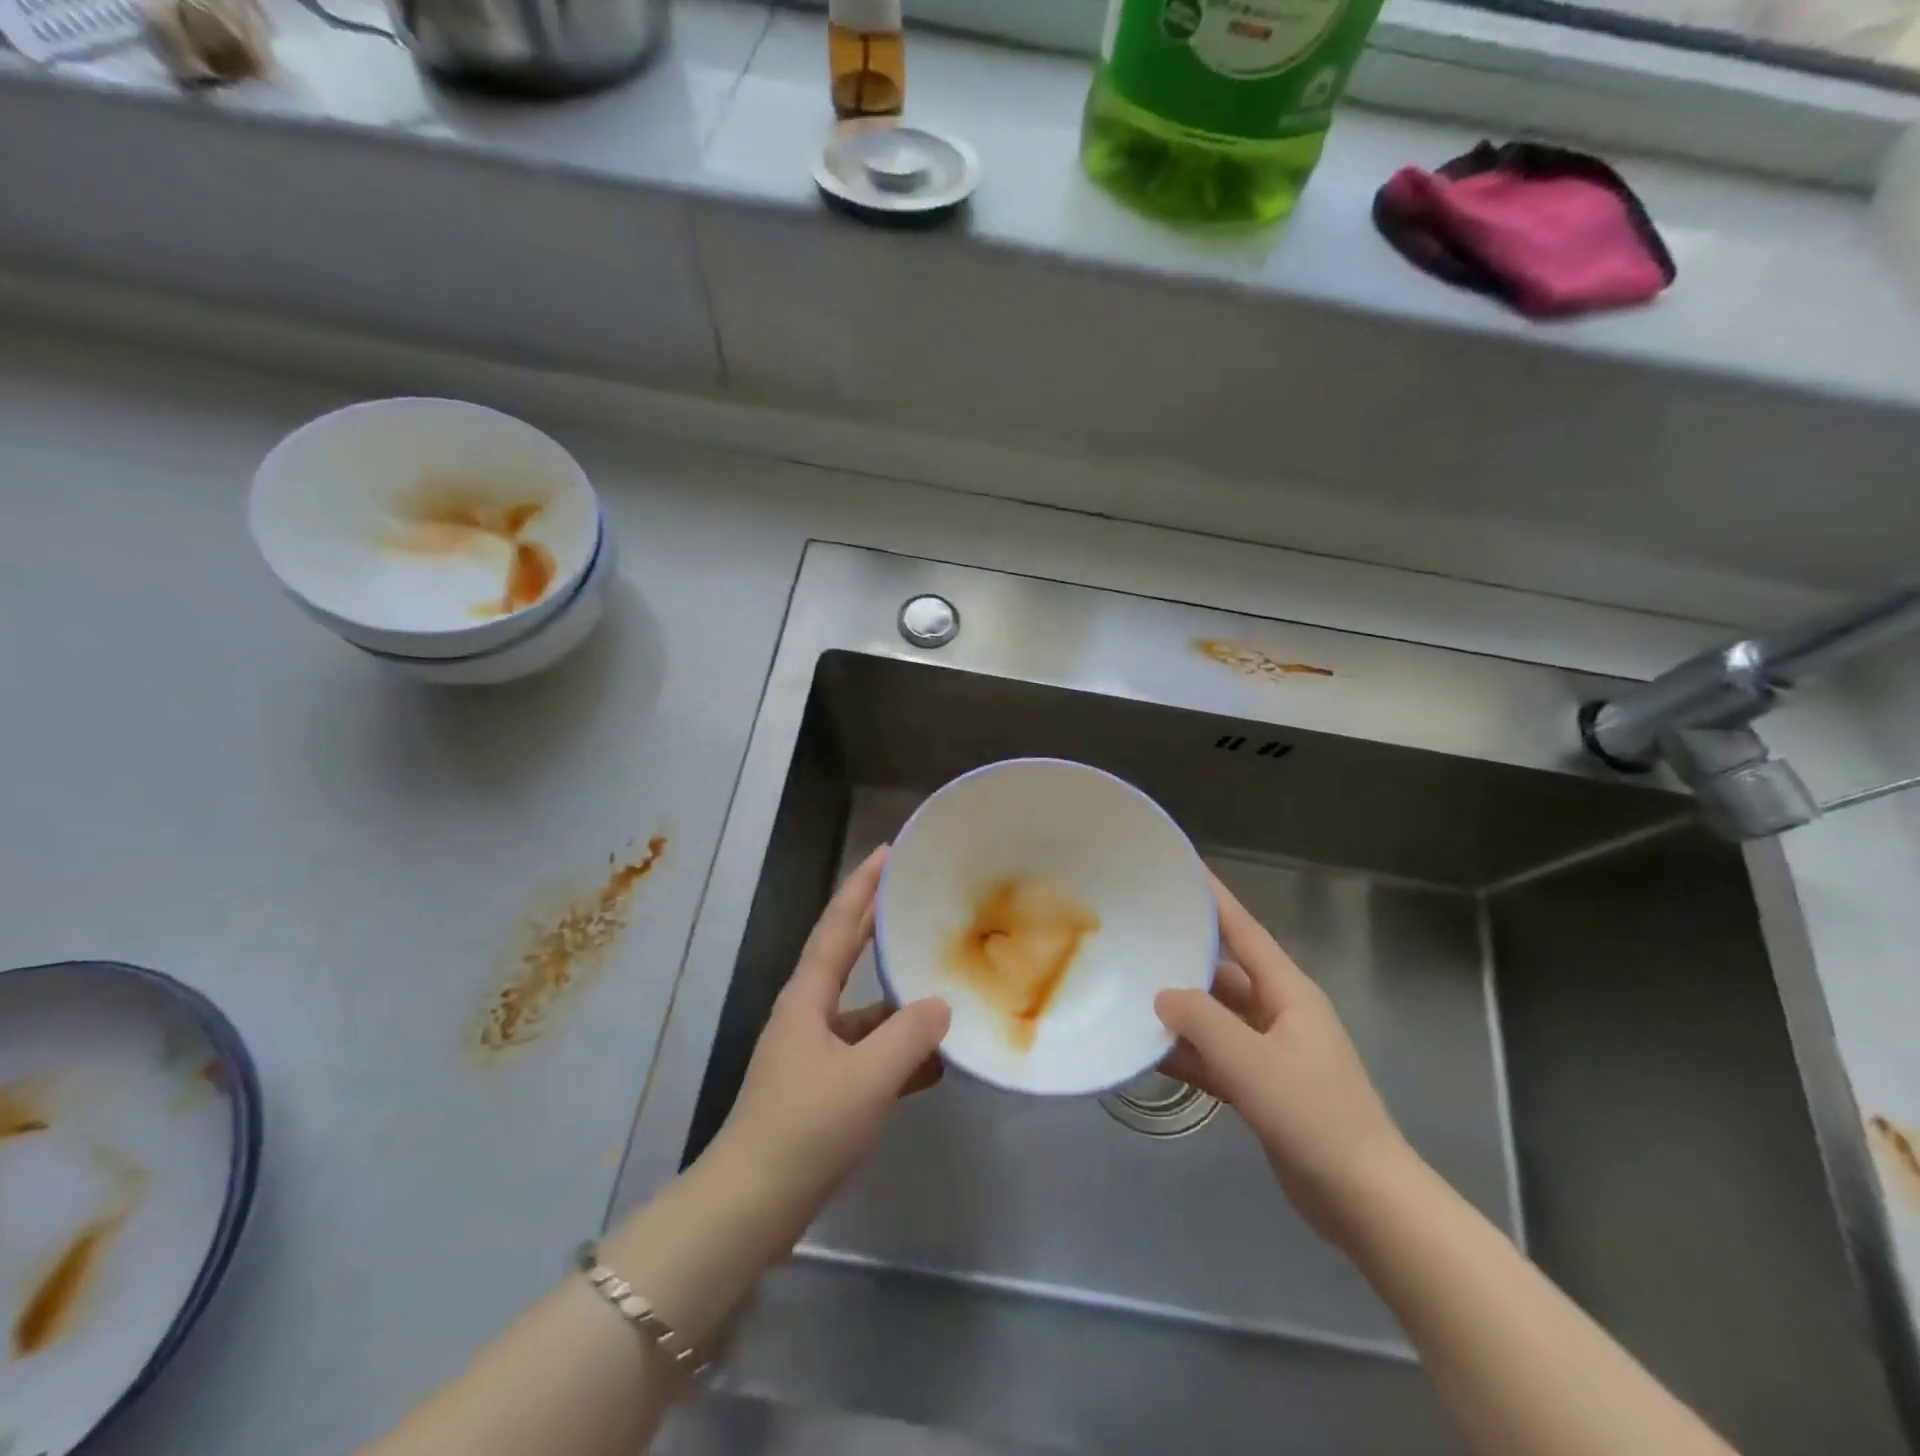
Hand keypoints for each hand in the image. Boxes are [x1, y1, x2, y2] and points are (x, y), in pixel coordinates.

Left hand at [713, 846, 951, 1222]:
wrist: (751, 1207)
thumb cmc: (804, 1129)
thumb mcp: (866, 1079)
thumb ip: (909, 1037)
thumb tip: (941, 1004)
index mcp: (808, 997)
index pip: (838, 926)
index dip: (862, 887)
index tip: (887, 852)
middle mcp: (809, 1014)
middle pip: (848, 956)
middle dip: (877, 924)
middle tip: (914, 895)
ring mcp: (816, 1052)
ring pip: (866, 1011)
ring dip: (899, 999)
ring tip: (943, 983)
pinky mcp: (825, 1088)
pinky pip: (871, 1055)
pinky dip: (900, 1053)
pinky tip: (936, 1063)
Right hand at [1157, 873, 1416, 1242]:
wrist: (1366, 1201)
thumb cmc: (1315, 1118)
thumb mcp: (1252, 1064)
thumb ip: (1202, 1022)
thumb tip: (1162, 995)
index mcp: (1288, 992)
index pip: (1244, 931)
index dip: (1214, 899)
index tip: (1182, 869)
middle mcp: (1279, 1012)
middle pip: (1223, 973)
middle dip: (1184, 957)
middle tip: (1137, 936)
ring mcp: (1271, 1051)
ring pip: (1216, 1017)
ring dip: (1181, 1012)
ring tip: (1130, 993)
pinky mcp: (1263, 1086)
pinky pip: (1216, 1056)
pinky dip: (1189, 1053)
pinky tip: (1149, 1053)